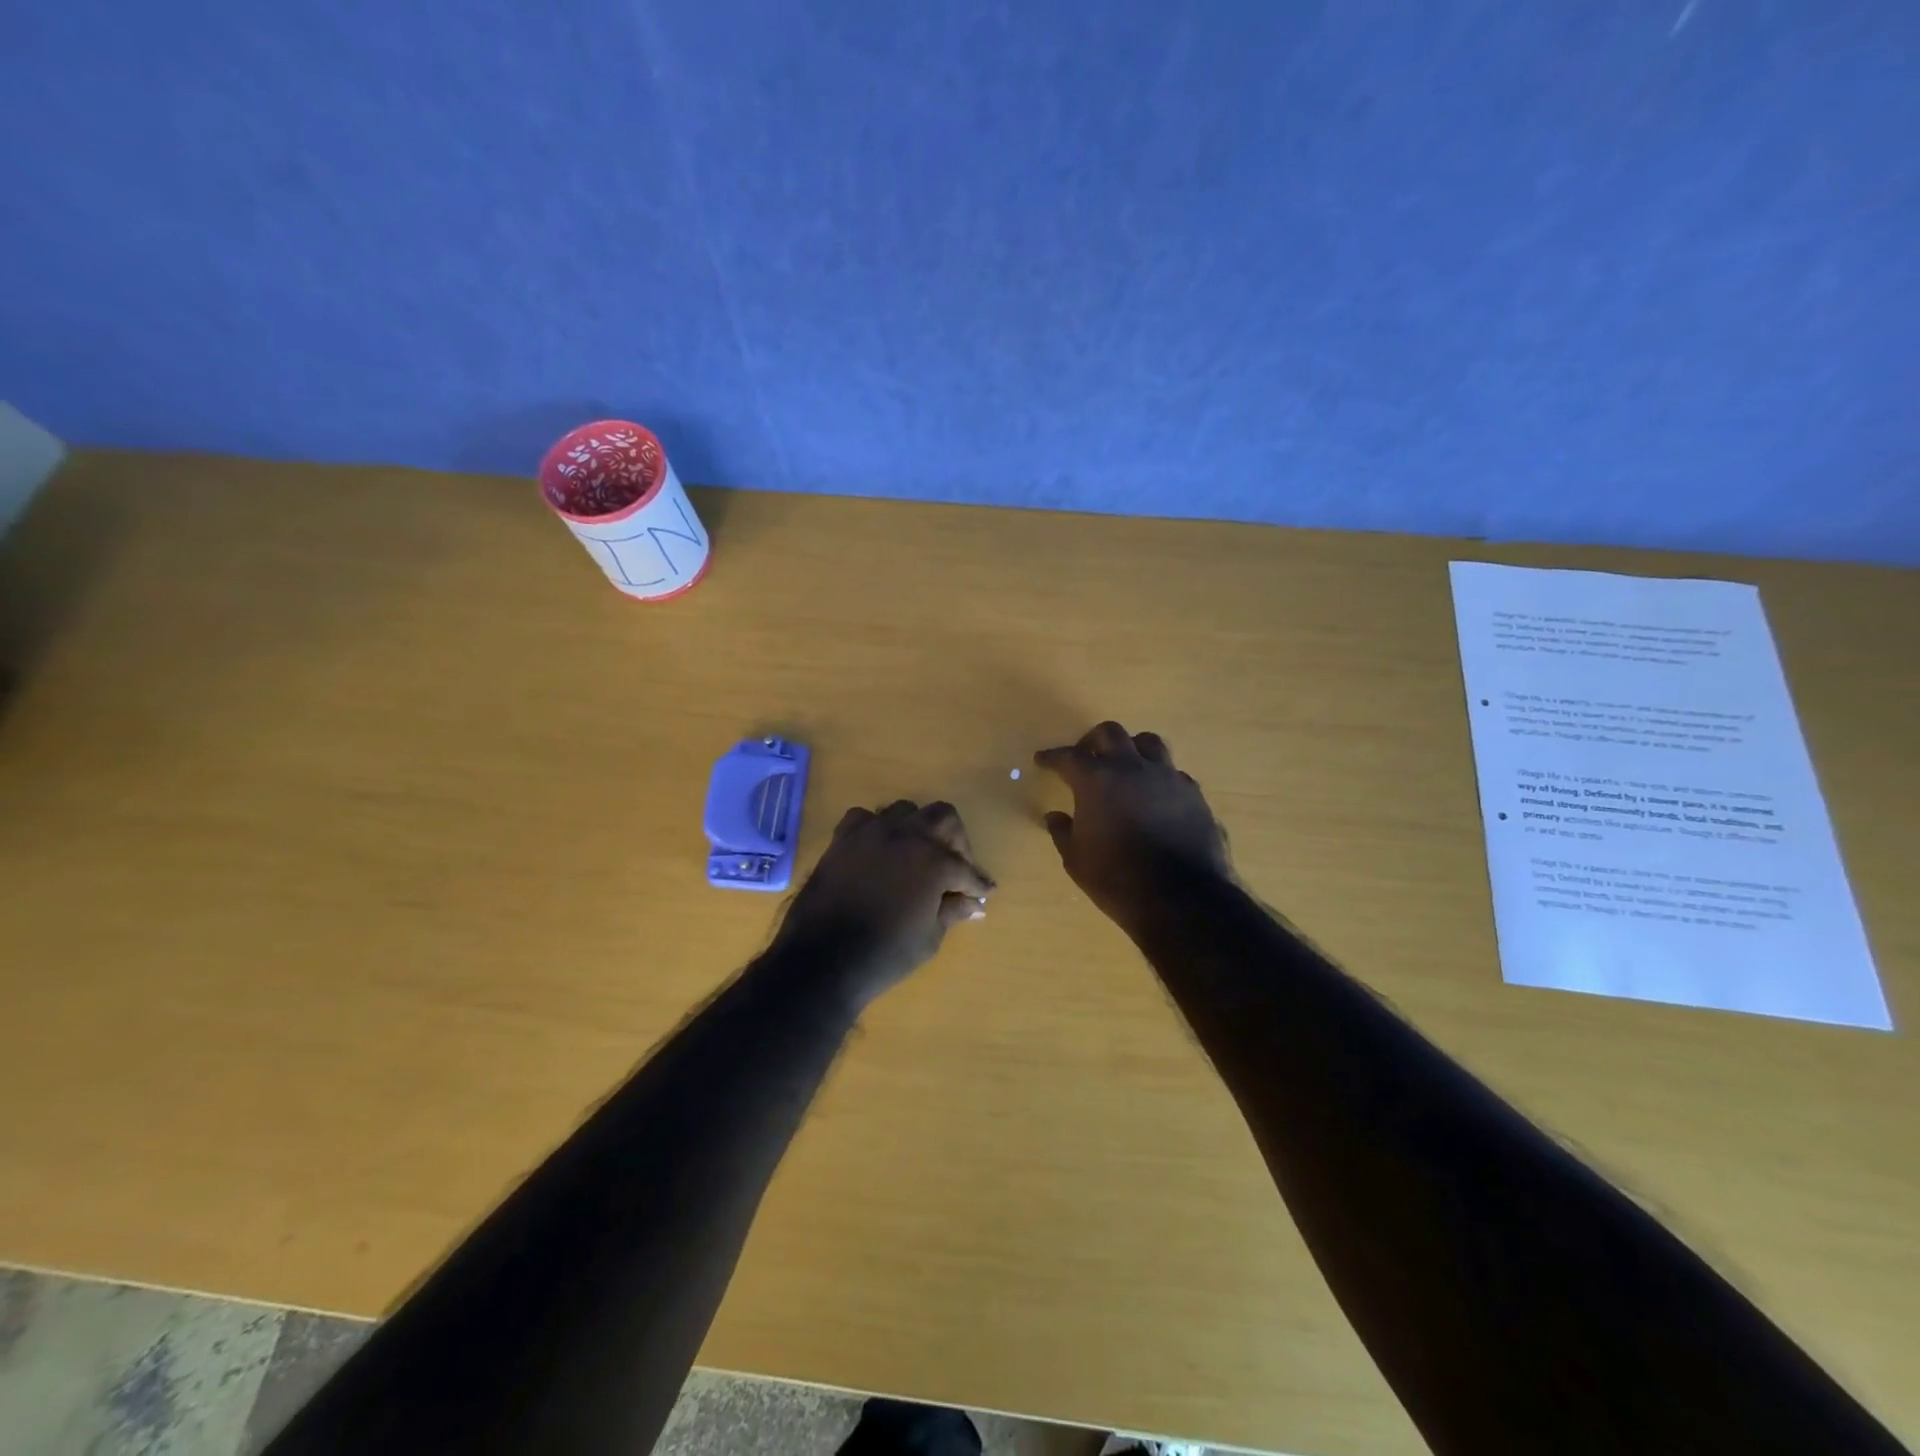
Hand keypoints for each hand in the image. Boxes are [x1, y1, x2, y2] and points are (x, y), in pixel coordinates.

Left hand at [773, 799, 993, 1004]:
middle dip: (955, 840)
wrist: (823, 960)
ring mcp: (871, 833)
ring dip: (917, 829)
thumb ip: (951, 911)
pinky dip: (876, 829)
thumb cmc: (886, 954)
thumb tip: (972, 903)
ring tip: (917, 854)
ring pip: (904, 810)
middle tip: (955, 866)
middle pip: (942, 816)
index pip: (966, 868)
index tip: (984, 892)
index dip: (978, 883)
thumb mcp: (929, 937)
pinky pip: (865, 818)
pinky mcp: (843, 839)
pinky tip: (879, 850)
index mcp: (934, 861)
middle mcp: (906, 836)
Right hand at [1036, 722, 1229, 935]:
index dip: (1053, 757)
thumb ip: (1063, 832)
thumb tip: (1054, 817)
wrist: (1181, 899)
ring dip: (1131, 749)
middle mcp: (1132, 767)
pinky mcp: (1193, 794)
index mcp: (1097, 779)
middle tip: (1085, 756)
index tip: (1043, 760)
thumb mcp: (1076, 860)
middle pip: (1110, 733)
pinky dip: (1157, 777)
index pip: (1068, 757)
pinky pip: (1172, 773)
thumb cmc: (1116, 879)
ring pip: (1148, 743)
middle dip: (1092, 741)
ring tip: (1125, 766)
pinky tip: (1154, 796)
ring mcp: (1167, 777)